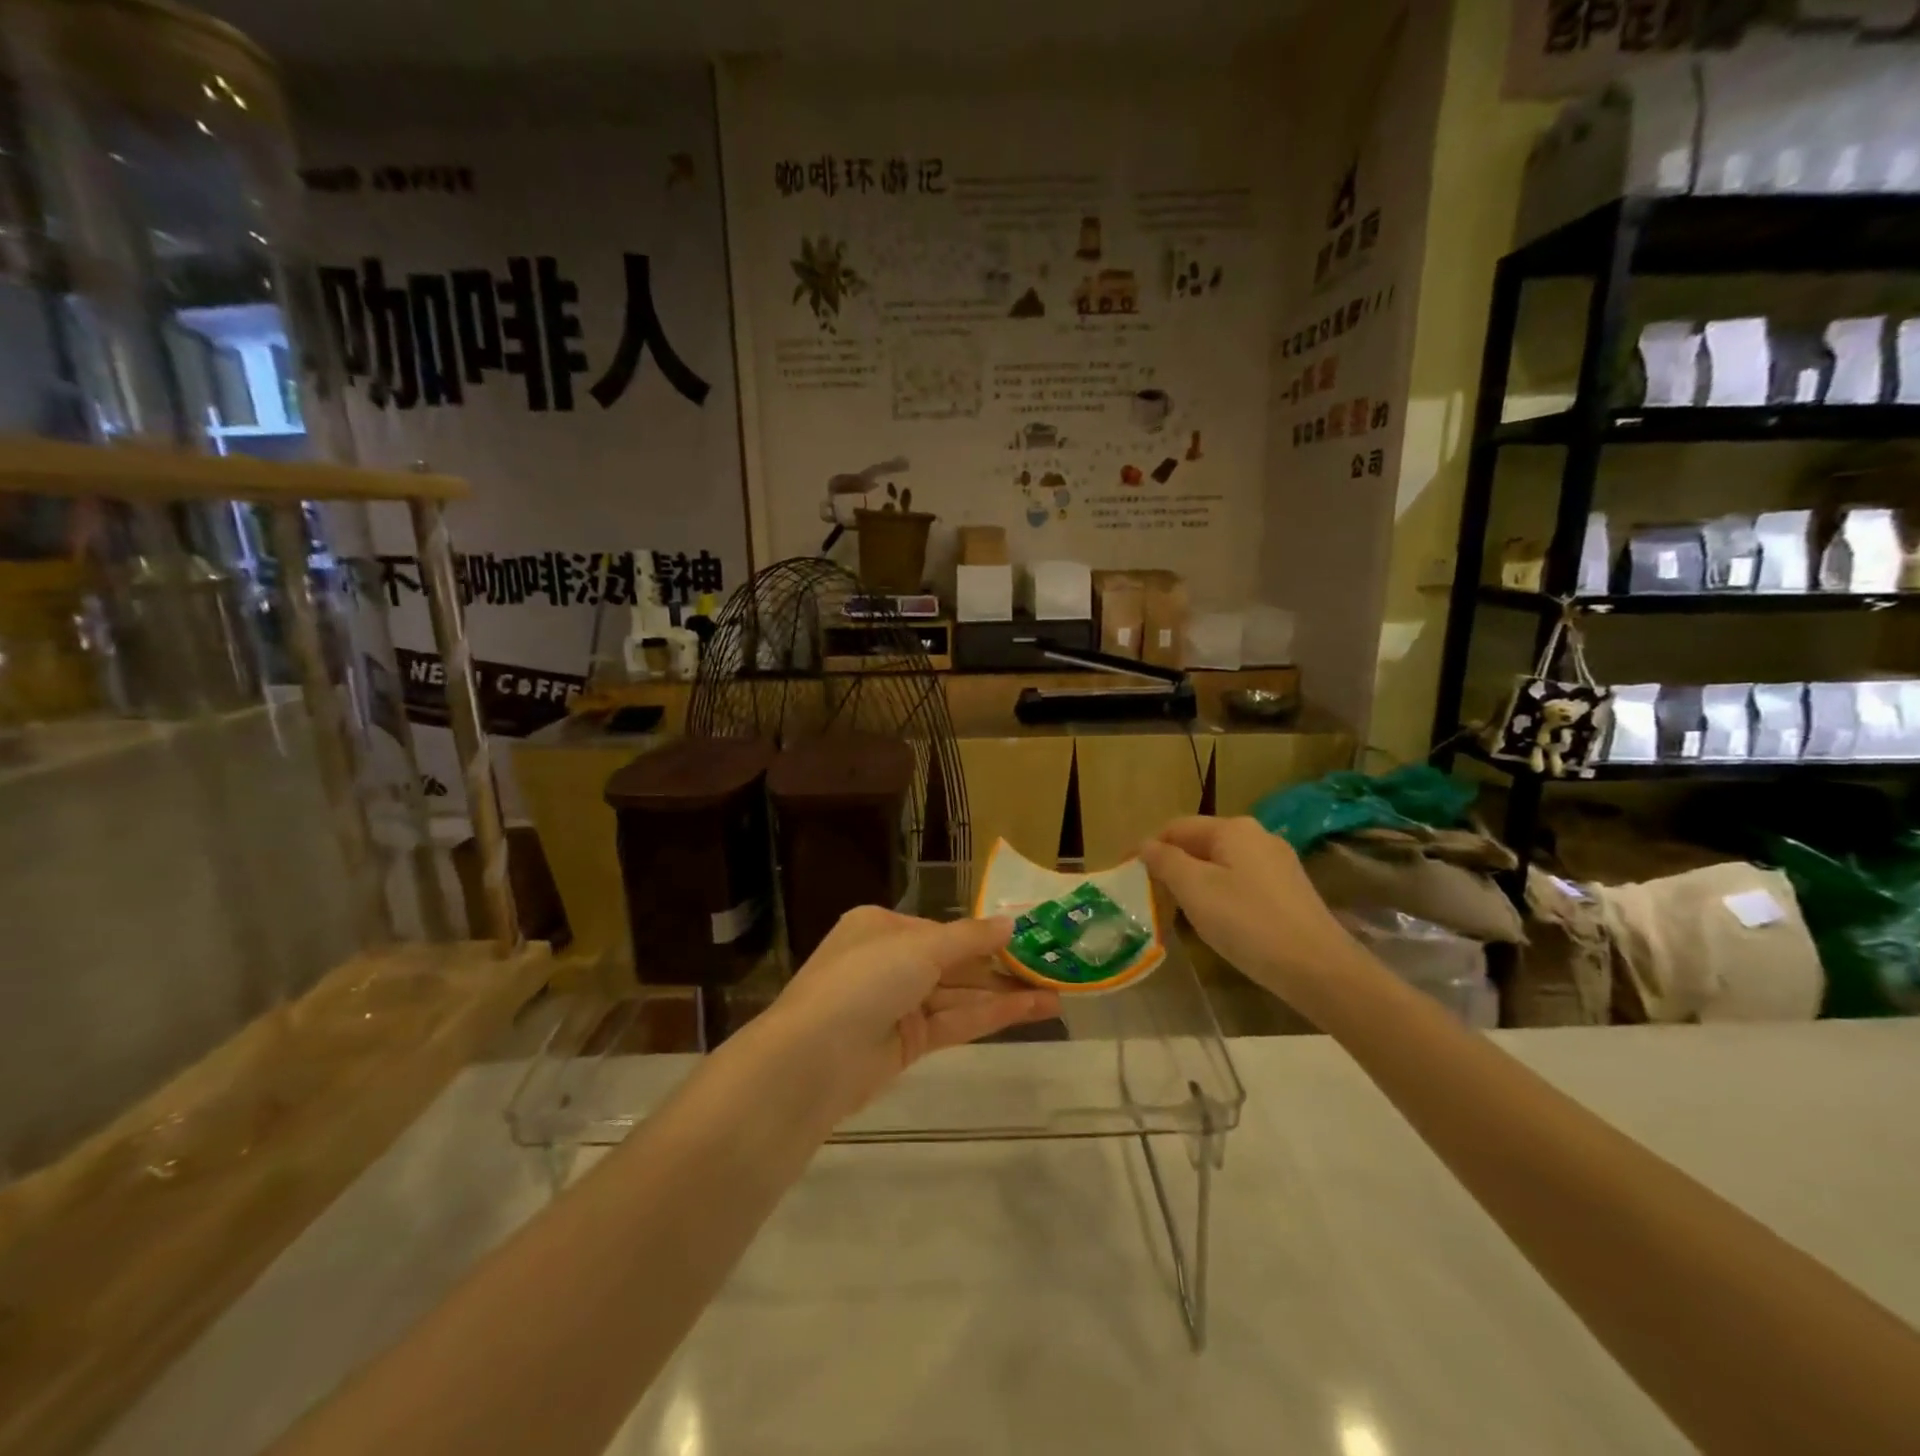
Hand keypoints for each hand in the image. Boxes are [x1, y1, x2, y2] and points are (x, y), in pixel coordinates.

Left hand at [766, 906, 1061, 1115]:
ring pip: (959, 995)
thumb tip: (1011, 923)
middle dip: (1001, 967)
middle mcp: (889, 962)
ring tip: (1057, 995)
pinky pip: (955, 1022)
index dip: (986, 936)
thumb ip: (970, 938)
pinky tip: (1031, 1010)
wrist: (812, 1060)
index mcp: (881, 927)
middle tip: (1052, 969)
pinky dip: (991, 1016)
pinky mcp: (907, 1044)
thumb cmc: (864, 982)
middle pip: (954, 963)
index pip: (942, 930)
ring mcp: (898, 1005)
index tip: (1029, 939)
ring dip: (1004, 994)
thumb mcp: (920, 948)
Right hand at [1140, 816, 1358, 1006]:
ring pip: (1221, 863)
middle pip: (1200, 843)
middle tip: (1148, 894)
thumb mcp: (1195, 890)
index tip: (1125, 872)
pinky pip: (1241, 881)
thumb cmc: (1247, 923)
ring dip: (1194, 880)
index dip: (1147, 847)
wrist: (1319, 969)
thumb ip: (1165, 861)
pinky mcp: (1289, 890)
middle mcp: (1257, 836)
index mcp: (1232, 828)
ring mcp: (1278, 863)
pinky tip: (1217, 920)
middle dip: (1171, 864)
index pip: (1175, 827)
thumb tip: (1146, 845)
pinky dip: (1219, 893)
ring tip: (1176, 910)